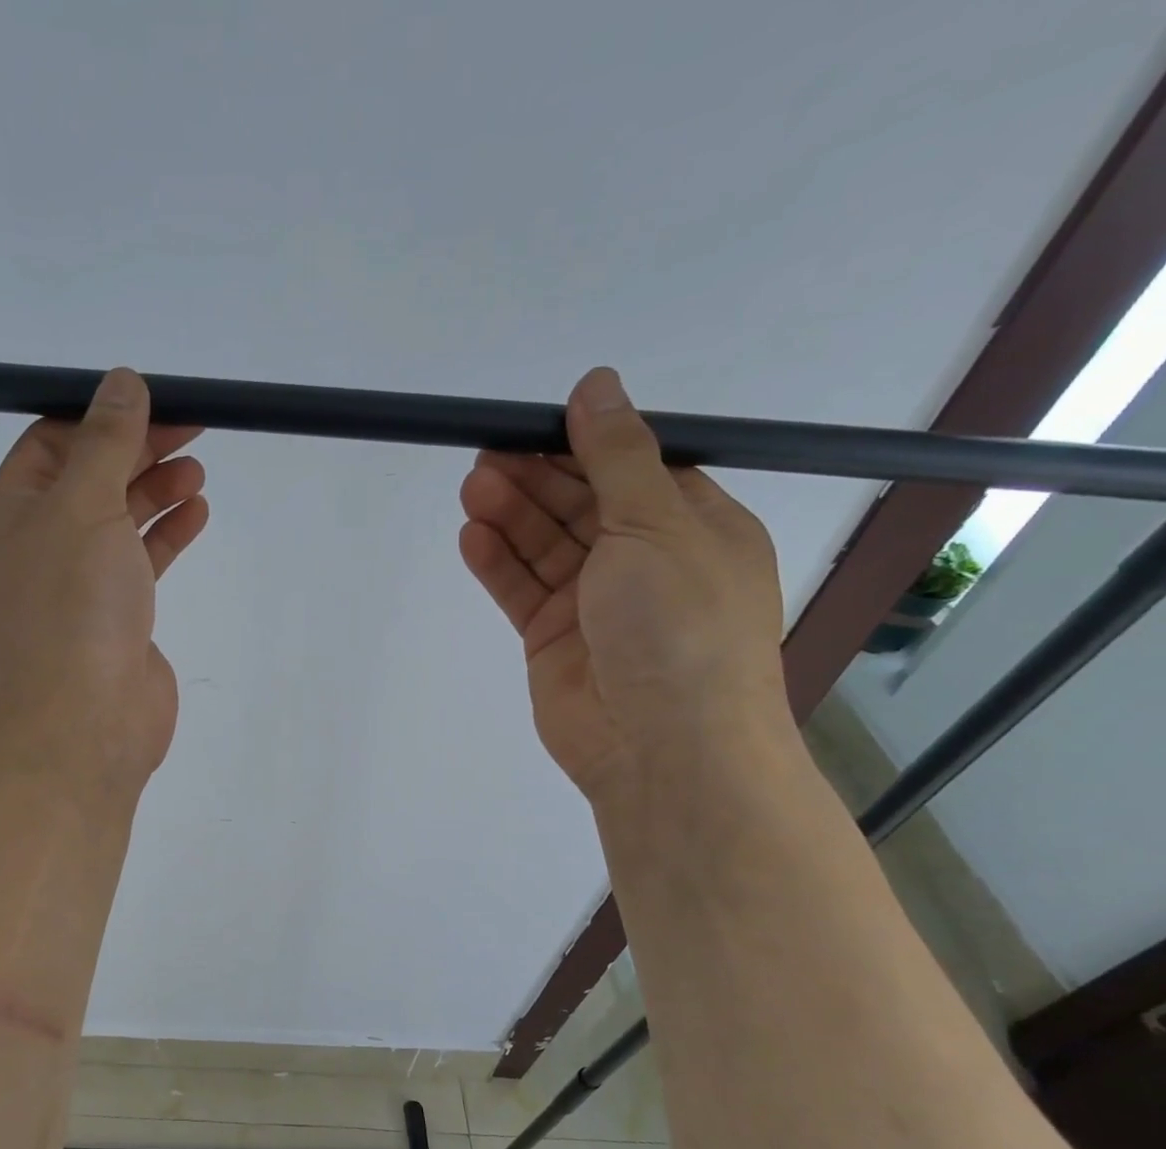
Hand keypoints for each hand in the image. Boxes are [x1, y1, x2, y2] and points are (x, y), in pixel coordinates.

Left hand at [0, 369, 208, 795]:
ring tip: (198, 471)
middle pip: (90, 477)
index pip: (52, 443)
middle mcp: (39, 544)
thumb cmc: (74, 606)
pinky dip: (166, 534)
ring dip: (156, 490)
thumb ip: (106, 442)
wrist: (87, 721)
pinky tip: (197, 513)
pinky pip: (139, 560)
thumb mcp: (85, 506)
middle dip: (138, 450)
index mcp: (12, 512)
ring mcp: (77, 584)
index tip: (154, 400)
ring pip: (118, 519)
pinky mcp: (115, 616)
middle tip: (192, 428)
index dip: (101, 416)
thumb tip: (122, 381)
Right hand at [458, 368, 790, 805]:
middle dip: (535, 479)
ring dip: (510, 516)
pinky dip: (498, 563)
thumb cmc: (679, 625)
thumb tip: (597, 384)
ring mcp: (595, 603)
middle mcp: (644, 561)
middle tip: (486, 455)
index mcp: (692, 527)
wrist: (662, 747)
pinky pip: (521, 590)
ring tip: (472, 489)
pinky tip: (472, 538)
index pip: (632, 469)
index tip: (535, 424)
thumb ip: (617, 457)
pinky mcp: (552, 638)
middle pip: (579, 505)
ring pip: (544, 546)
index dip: (584, 444)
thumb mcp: (657, 526)